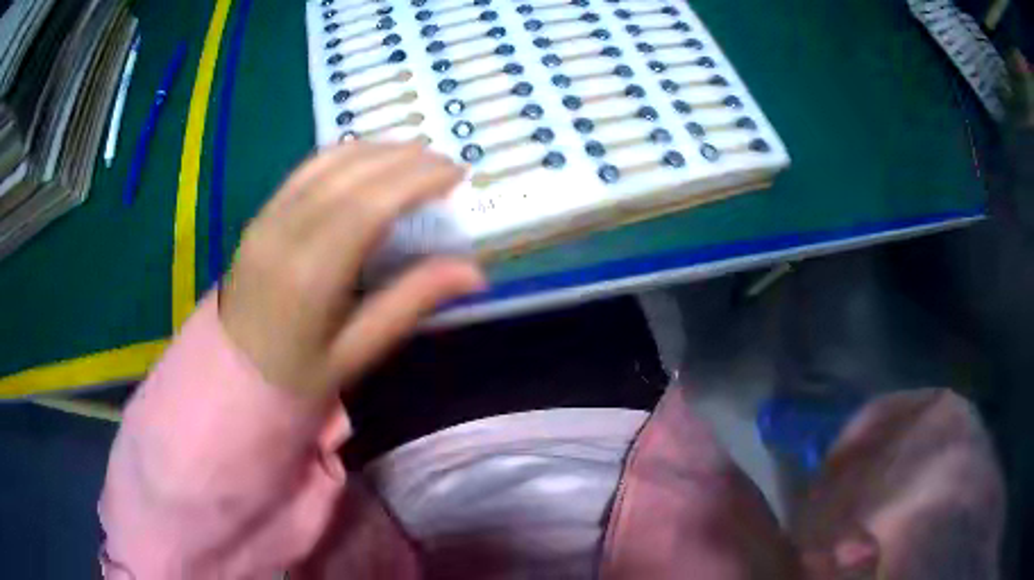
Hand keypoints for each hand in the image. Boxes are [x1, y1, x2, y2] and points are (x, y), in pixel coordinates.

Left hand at [219, 141, 485, 399]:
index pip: (372, 203)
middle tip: (445, 163)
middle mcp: (286, 232)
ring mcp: (267, 219)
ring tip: (414, 155)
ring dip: (377, 150)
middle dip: (405, 159)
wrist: (229, 379)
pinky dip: (342, 155)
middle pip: (353, 174)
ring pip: (327, 163)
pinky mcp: (259, 217)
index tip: (458, 173)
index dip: (419, 180)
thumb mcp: (355, 354)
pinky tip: (367, 159)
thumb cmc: (294, 379)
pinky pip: (304, 171)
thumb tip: (474, 272)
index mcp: (312, 274)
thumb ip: (409, 303)